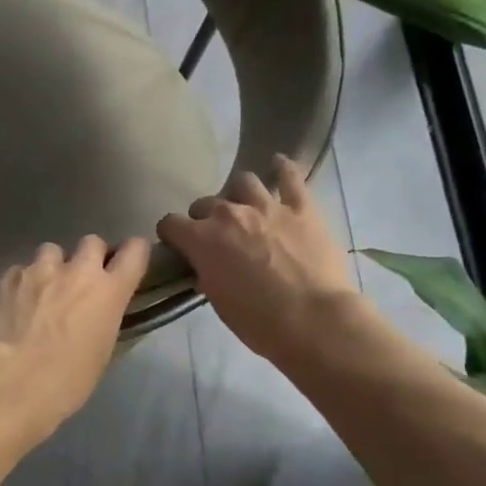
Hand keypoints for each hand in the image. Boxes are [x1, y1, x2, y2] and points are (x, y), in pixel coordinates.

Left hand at [0, 235, 151, 441]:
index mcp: (109, 292)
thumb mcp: (101, 354)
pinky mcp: (9, 277)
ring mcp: (40, 270)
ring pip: (52, 250)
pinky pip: (22, 269)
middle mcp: (78, 271)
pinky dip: (23, 281)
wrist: (10, 383)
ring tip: (44, 289)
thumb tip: (99, 314)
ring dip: (53, 265)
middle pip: (92, 242)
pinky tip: (17, 302)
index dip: (134, 252)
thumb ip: (105, 321)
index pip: (134, 251)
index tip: (128, 262)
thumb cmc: (66, 381)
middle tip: (82, 281)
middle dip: (90, 256)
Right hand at [158, 156, 362, 364]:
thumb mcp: (218, 301)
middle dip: (205, 217)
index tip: (177, 244)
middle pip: (205, 203)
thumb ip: (207, 272)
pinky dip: (283, 169)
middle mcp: (229, 214)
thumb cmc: (259, 321)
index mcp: (202, 239)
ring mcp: (267, 206)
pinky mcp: (302, 208)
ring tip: (245, 206)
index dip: (172, 234)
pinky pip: (291, 177)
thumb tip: (206, 264)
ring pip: (243, 182)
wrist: (314, 320)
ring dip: (238, 193)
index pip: (171, 223)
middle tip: (216, 235)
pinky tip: (279, 164)